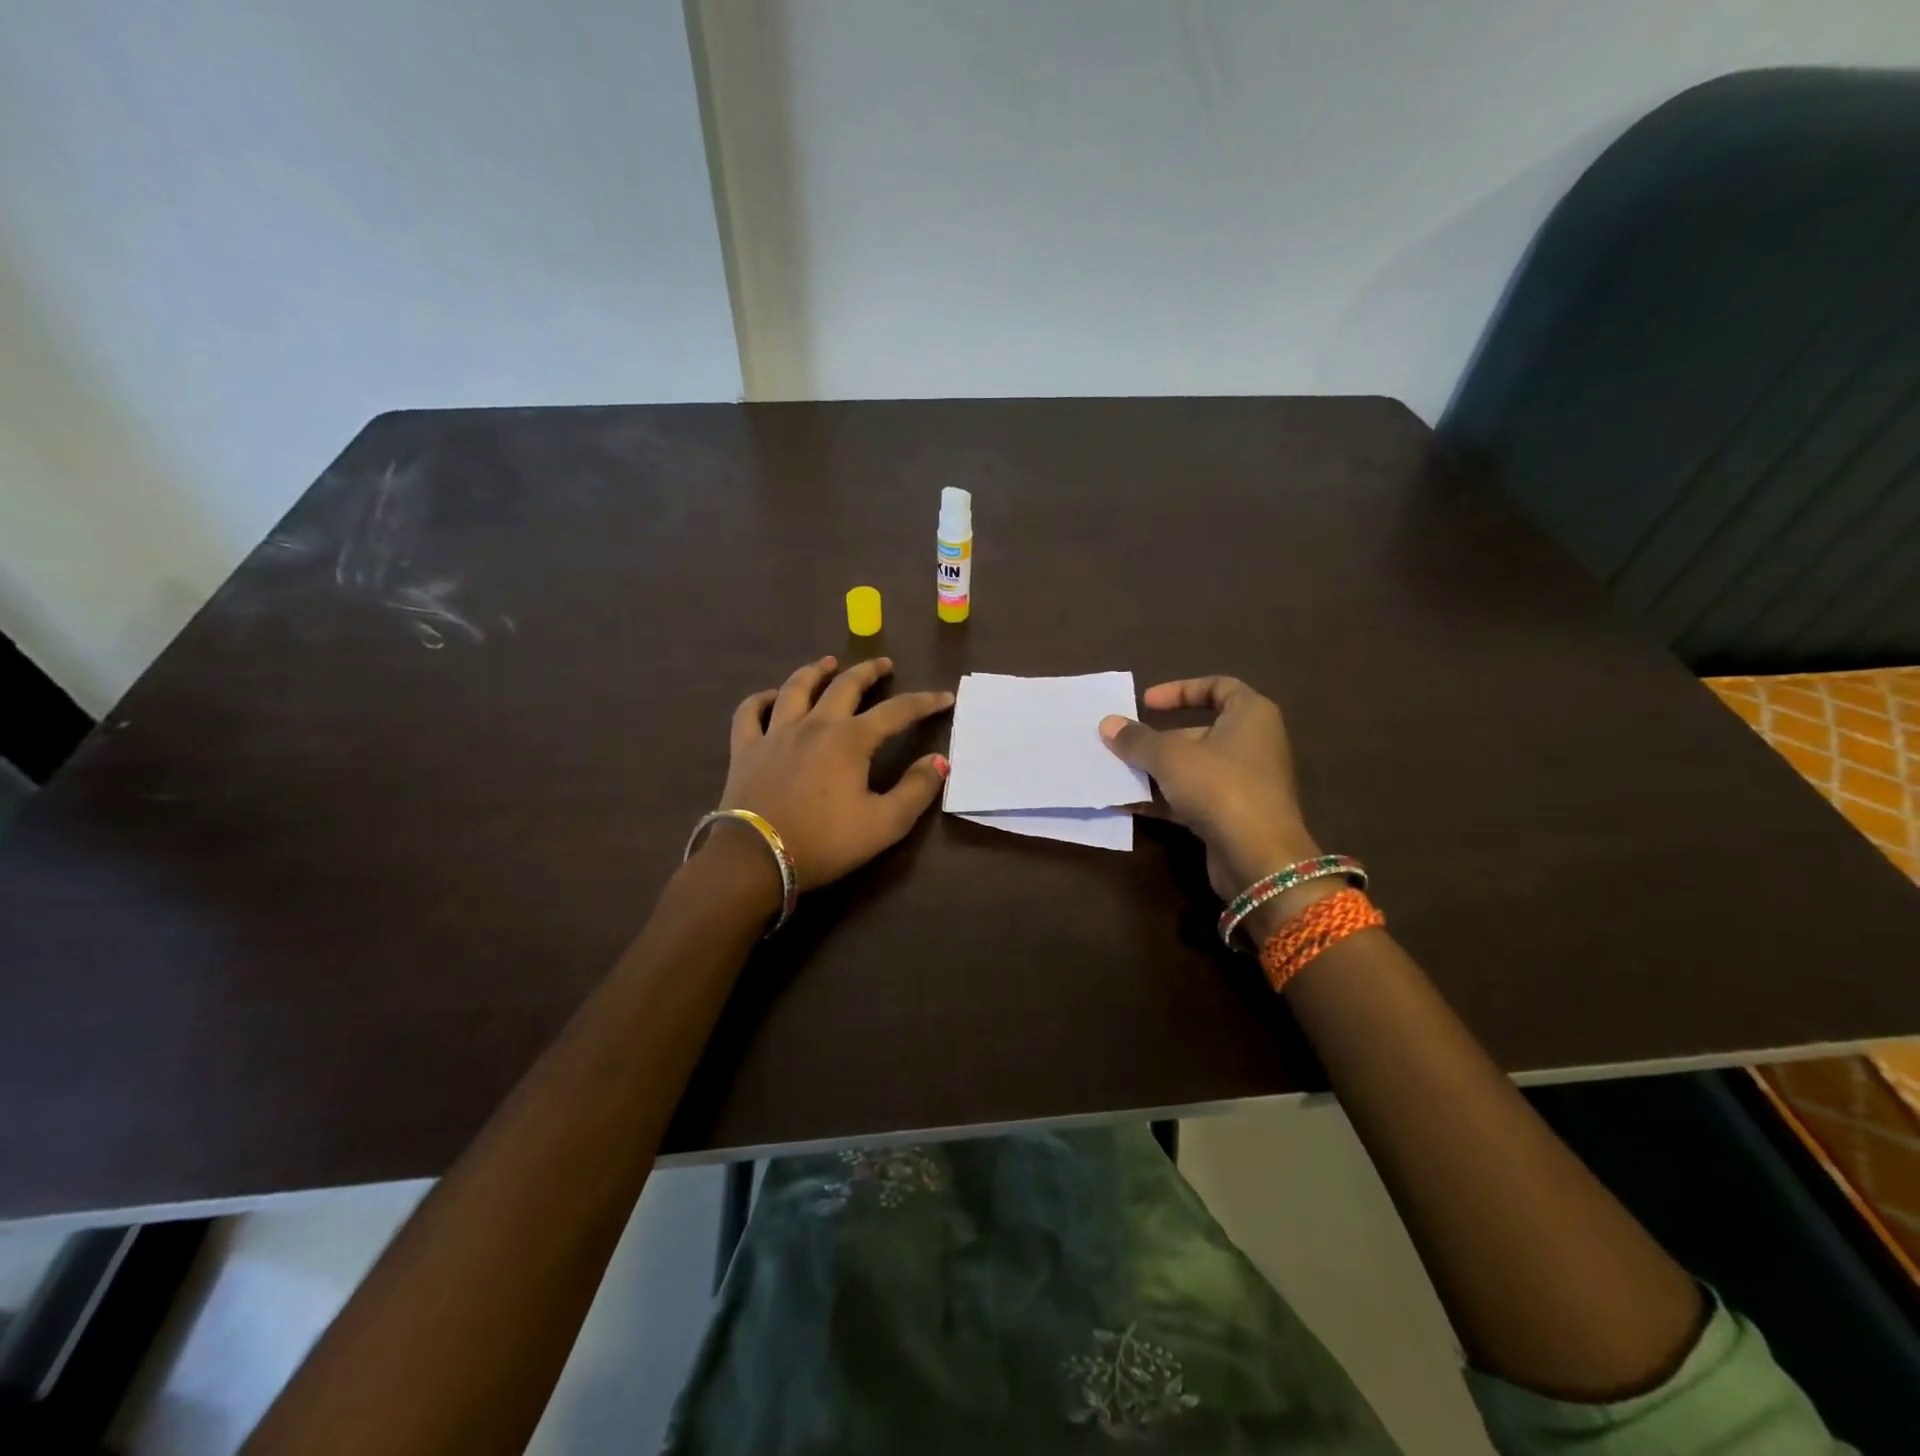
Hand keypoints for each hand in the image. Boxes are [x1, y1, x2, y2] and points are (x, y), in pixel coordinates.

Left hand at [714, 656, 953, 891]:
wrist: (756, 859)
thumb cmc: (825, 842)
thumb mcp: (884, 824)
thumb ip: (916, 790)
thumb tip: (938, 760)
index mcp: (851, 739)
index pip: (897, 711)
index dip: (924, 702)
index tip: (944, 696)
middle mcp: (815, 724)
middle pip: (845, 686)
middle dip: (869, 672)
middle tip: (883, 664)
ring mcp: (776, 733)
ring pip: (796, 688)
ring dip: (815, 671)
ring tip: (828, 663)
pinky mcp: (746, 748)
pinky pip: (750, 712)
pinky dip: (761, 699)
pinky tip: (770, 697)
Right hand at [1100, 676, 1319, 900]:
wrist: (1257, 857)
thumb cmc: (1220, 786)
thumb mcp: (1170, 757)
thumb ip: (1136, 739)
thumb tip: (1108, 724)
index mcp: (1250, 715)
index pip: (1218, 687)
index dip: (1181, 689)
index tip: (1146, 702)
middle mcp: (1251, 744)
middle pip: (1197, 732)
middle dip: (1156, 740)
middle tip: (1121, 745)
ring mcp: (1243, 782)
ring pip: (1191, 768)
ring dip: (1153, 771)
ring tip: (1115, 773)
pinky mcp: (1231, 815)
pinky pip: (1191, 797)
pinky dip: (1162, 798)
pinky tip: (1126, 803)